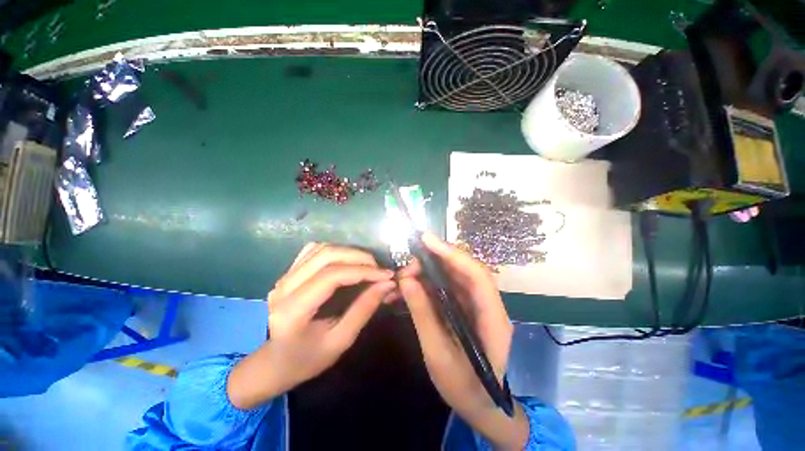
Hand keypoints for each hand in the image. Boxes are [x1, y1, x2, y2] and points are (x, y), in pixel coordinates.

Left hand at [227, 243, 395, 409]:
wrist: (275, 362)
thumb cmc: (307, 359)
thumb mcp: (340, 341)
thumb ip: (364, 309)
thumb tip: (387, 284)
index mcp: (293, 311)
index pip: (332, 276)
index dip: (363, 271)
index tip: (386, 275)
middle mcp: (284, 287)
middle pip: (326, 255)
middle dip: (359, 257)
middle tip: (379, 269)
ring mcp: (283, 277)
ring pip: (321, 249)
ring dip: (348, 252)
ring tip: (367, 265)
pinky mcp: (287, 273)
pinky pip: (313, 251)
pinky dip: (335, 251)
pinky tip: (347, 261)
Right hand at [398, 233, 528, 449]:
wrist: (482, 406)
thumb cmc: (465, 388)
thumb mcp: (439, 354)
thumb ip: (423, 314)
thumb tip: (406, 280)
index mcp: (492, 319)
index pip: (476, 275)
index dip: (452, 254)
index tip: (427, 240)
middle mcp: (488, 305)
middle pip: (465, 270)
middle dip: (436, 260)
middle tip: (409, 261)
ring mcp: (477, 305)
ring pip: (454, 276)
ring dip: (430, 270)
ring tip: (406, 272)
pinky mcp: (466, 308)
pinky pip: (448, 288)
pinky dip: (429, 283)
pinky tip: (412, 285)